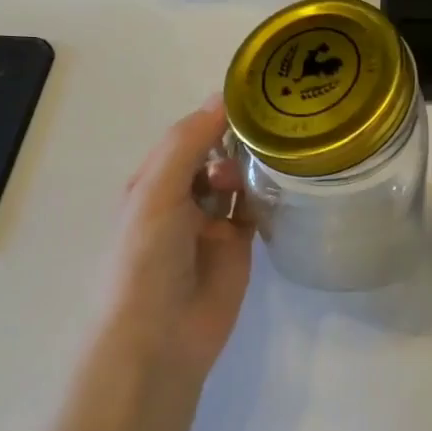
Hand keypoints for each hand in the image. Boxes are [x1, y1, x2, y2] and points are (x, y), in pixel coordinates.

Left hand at [80, 98, 252, 413]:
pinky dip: (268, 194)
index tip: (255, 94)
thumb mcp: (156, 191)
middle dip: (238, 139)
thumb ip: (186, 144)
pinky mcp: (240, 246)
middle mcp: (182, 198)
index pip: (187, 136)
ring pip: (239, 180)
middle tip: (273, 127)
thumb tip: (221, 98)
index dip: (214, 115)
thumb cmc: (146, 258)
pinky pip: (257, 210)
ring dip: (253, 165)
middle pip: (215, 156)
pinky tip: (285, 179)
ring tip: (279, 152)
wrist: (160, 336)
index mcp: (154, 181)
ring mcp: (212, 223)